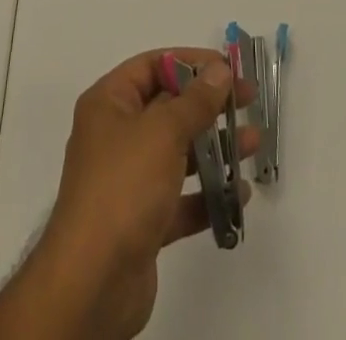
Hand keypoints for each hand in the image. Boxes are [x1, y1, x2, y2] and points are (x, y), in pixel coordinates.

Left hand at [0, 49, 256, 339]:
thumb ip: (196, 101)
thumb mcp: (163, 132)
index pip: (152, 66)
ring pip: (178, 153)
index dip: (190, 62)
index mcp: (109, 103)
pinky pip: (180, 198)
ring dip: (215, 147)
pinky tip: (238, 193)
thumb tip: (220, 69)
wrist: (92, 283)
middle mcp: (116, 135)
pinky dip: (207, 194)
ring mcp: (128, 181)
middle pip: (168, 108)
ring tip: (253, 143)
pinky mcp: (142, 222)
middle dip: (209, 105)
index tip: (227, 68)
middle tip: (249, 101)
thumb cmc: (124, 187)